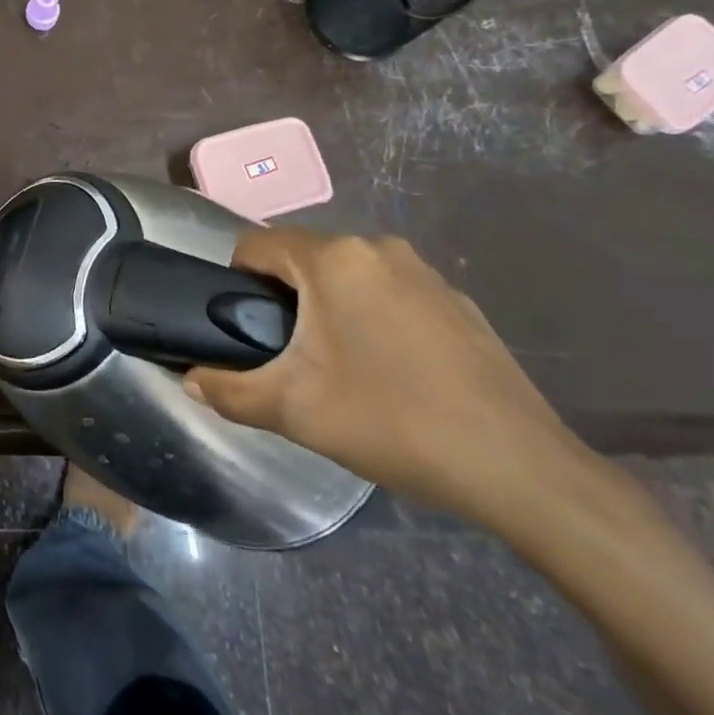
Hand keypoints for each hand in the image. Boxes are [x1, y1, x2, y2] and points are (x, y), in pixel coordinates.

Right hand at [185, 228, 590, 528]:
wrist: (522, 470)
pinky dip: (374, 317)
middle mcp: (376, 247)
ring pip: (348, 274)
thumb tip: (191, 380)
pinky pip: (390, 293)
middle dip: (285, 298)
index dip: (235, 281)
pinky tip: (394, 374)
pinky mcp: (457, 301)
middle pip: (302, 257)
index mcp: (332, 258)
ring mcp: (424, 271)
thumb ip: (229, 391)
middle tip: (291, 357)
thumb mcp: (294, 411)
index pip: (256, 244)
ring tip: (341, 368)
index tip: (245, 329)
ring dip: (329, 307)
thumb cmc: (393, 422)